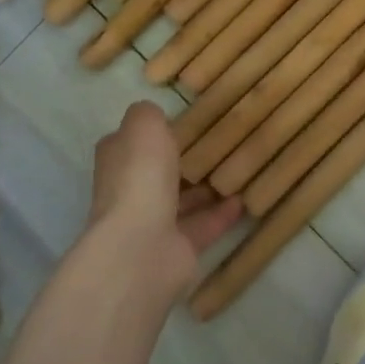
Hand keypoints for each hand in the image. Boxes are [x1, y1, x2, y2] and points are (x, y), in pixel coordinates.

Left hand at [85, 101, 243, 299]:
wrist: (142, 248)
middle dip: (185, 161)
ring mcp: (152, 223)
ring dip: (207, 188)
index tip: (187, 123)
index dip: (155, 133)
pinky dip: (223, 214)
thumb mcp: (144, 126)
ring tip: (240, 169)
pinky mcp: (177, 248)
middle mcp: (130, 192)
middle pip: (159, 173)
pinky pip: (204, 225)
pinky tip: (246, 200)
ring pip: (183, 201)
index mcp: (118, 162)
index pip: (132, 143)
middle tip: (222, 145)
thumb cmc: (141, 178)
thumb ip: (149, 115)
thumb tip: (154, 115)